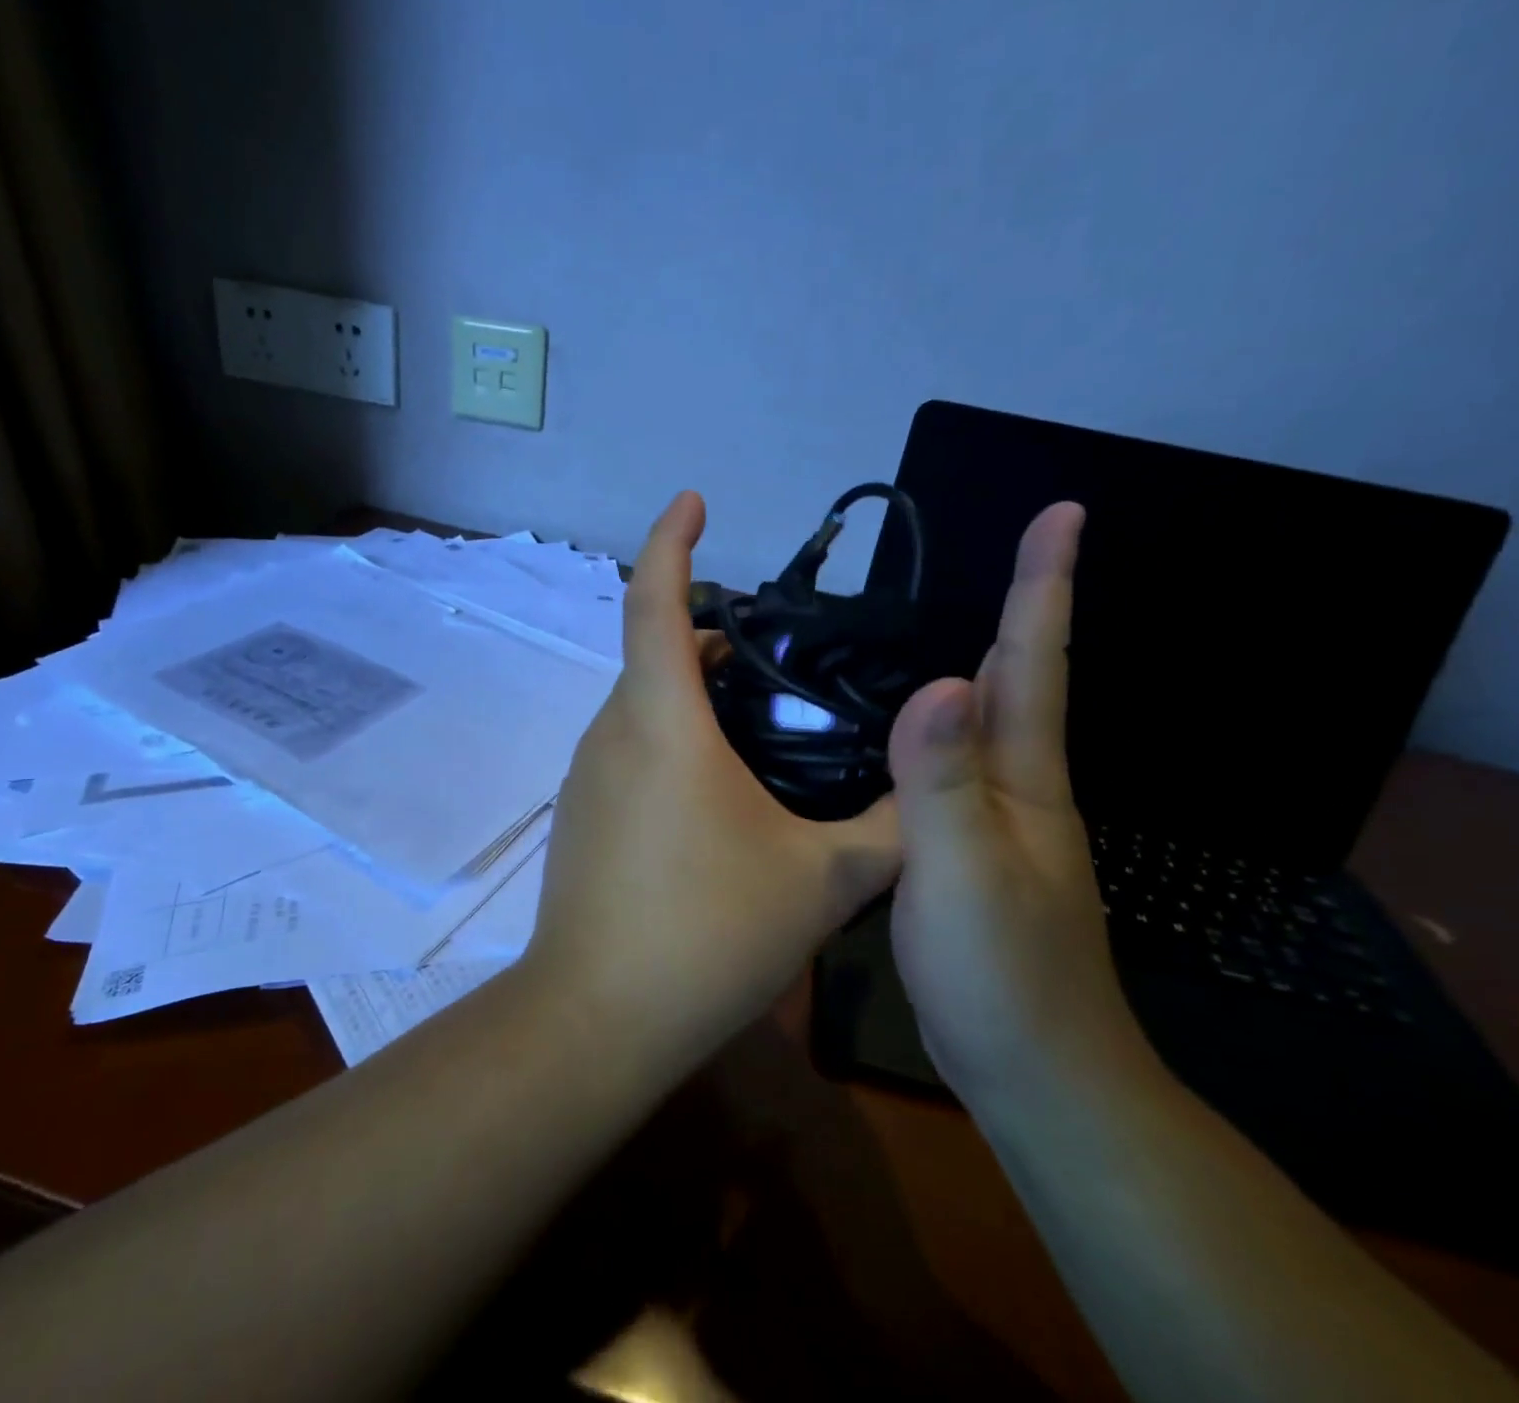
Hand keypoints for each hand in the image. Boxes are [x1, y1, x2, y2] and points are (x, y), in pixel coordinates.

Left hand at [526, 491, 900, 1073]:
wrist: (596, 1018)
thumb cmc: (705, 934)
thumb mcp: (820, 881)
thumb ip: (888, 828)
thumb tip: (934, 787)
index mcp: (661, 719)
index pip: (654, 600)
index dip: (671, 539)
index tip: (694, 501)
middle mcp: (613, 731)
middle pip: (658, 652)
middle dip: (715, 635)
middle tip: (785, 657)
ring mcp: (589, 774)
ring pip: (646, 704)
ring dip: (697, 693)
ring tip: (767, 724)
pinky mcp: (583, 814)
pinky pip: (632, 748)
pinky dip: (675, 739)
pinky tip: (723, 793)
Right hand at [887, 503, 1148, 1101]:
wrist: (1032, 1071)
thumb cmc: (1001, 973)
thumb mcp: (963, 873)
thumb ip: (945, 782)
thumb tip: (939, 681)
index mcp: (1023, 777)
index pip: (1034, 662)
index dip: (1044, 586)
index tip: (1062, 513)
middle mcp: (1017, 785)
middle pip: (1019, 679)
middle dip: (1019, 606)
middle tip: (1003, 546)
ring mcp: (994, 819)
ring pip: (982, 720)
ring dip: (974, 660)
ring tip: (935, 618)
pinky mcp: (963, 848)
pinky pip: (949, 763)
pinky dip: (932, 724)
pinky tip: (898, 725)